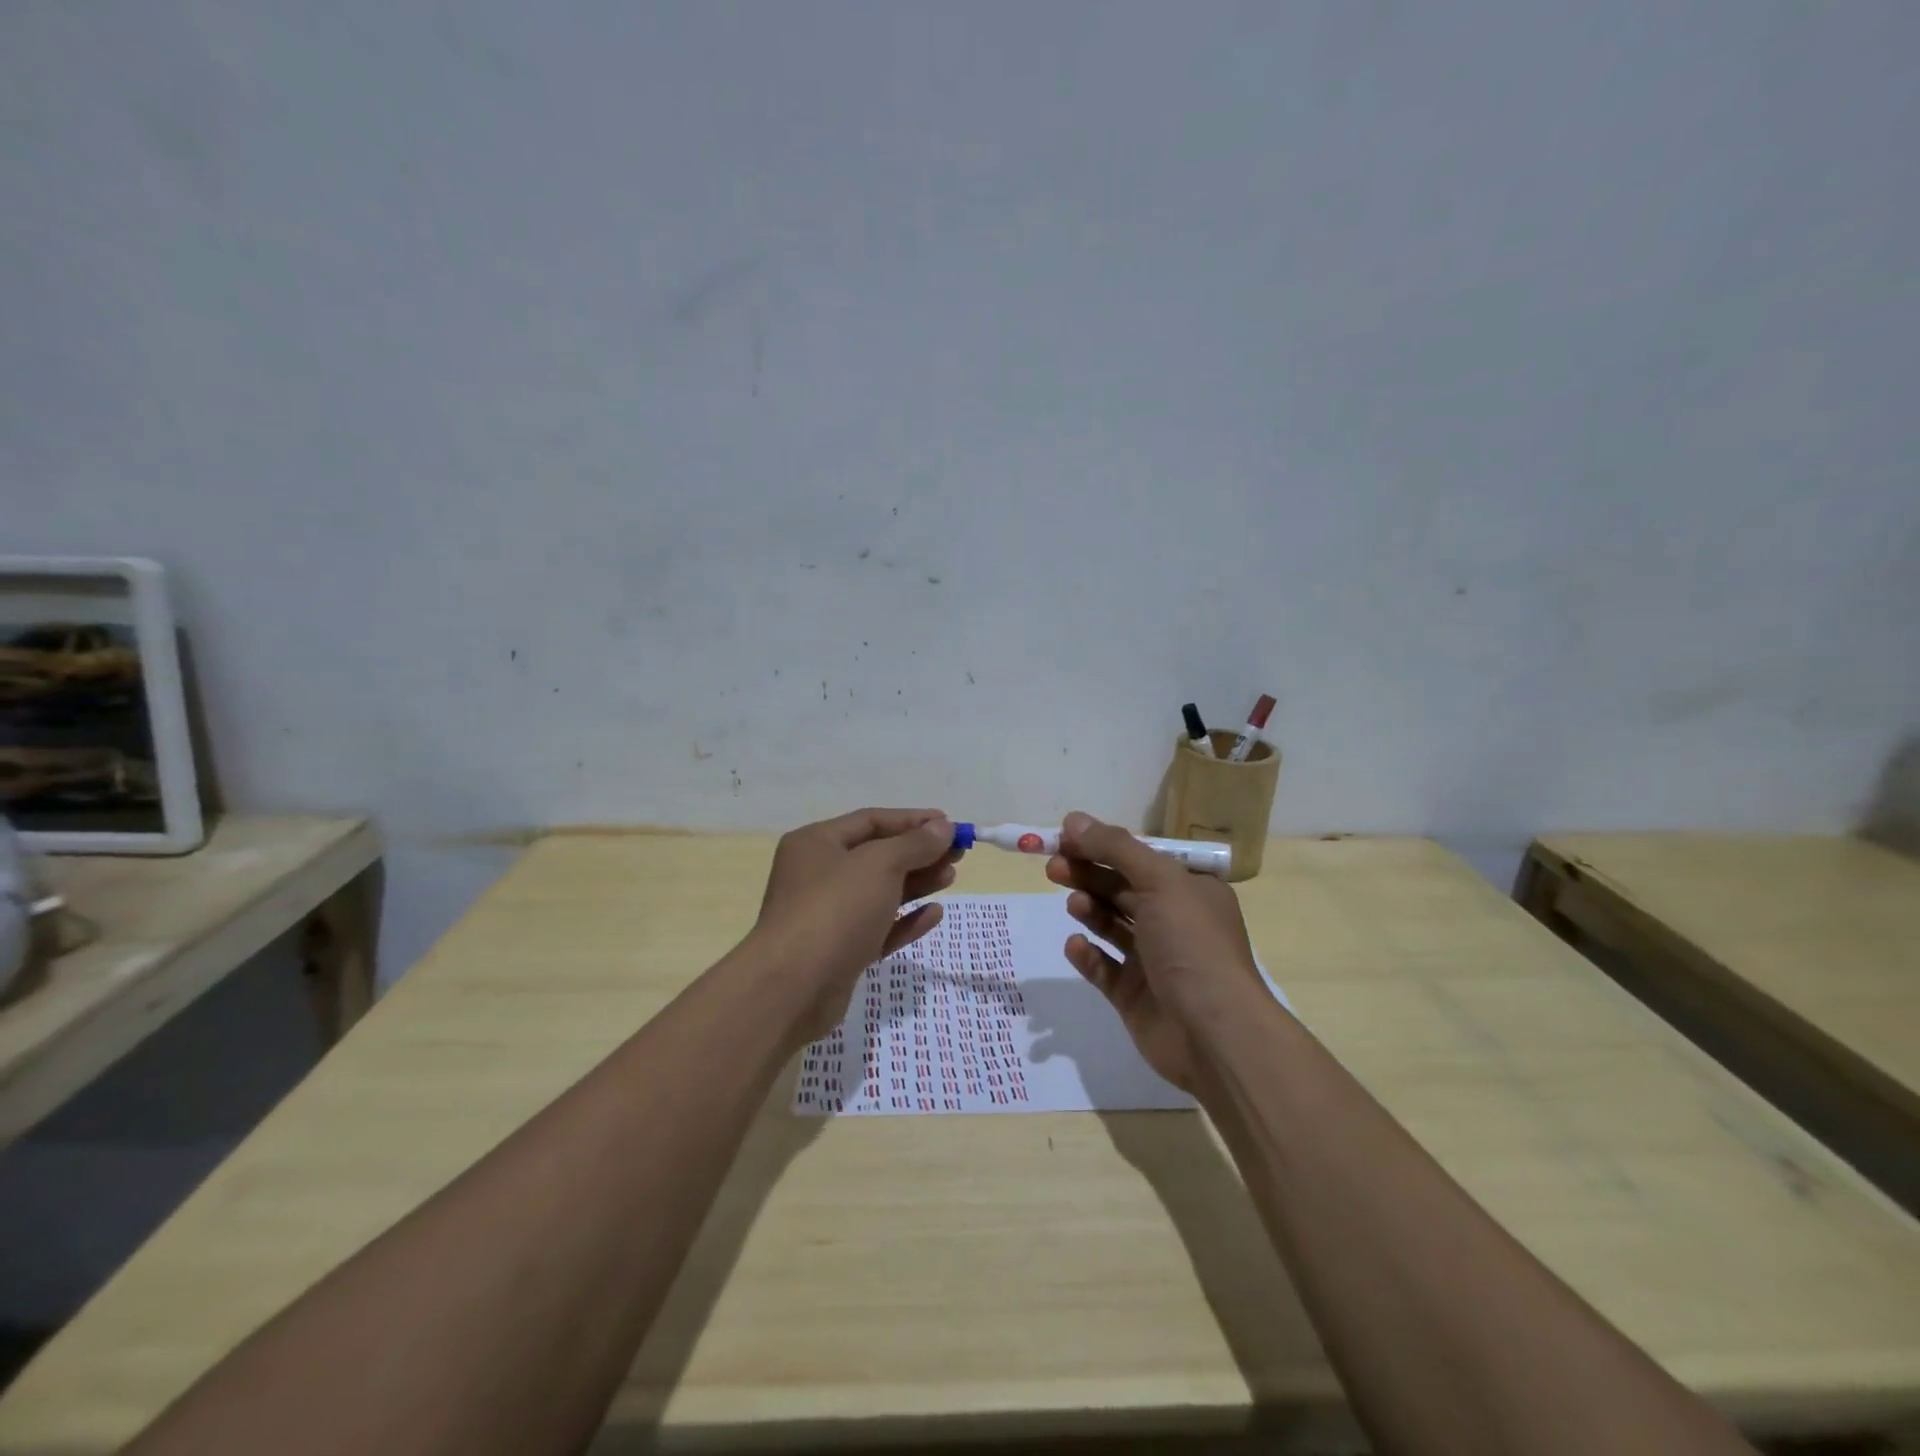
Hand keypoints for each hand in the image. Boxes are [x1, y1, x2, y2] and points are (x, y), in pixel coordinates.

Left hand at [752, 808, 959, 1041]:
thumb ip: (915, 844)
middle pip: (877, 856)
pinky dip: (905, 920)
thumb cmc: (835, 909)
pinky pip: (878, 928)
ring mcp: (828, 915)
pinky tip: (934, 915)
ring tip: (951, 877)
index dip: (912, 820)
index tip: (950, 824)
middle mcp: (818, 874)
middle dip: (918, 853)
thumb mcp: (880, 865)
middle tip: (958, 854)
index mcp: (817, 843)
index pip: (871, 821)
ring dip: (916, 883)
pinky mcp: (840, 952)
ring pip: (880, 892)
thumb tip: (943, 826)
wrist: (793, 988)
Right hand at [1045, 811, 1264, 1090]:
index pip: (1140, 859)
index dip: (1103, 846)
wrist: (1213, 1034)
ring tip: (1073, 903)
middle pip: (1122, 888)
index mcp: (1190, 890)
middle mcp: (1174, 921)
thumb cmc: (1192, 945)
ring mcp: (1154, 960)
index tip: (1065, 838)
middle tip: (1054, 867)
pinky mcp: (1134, 995)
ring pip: (1112, 925)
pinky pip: (1103, 968)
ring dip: (1090, 909)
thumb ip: (1115, 848)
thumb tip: (1074, 819)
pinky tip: (1075, 945)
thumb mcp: (1159, 881)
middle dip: (1088, 874)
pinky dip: (1087, 955)